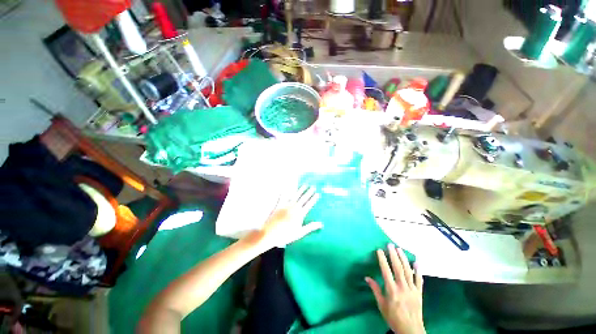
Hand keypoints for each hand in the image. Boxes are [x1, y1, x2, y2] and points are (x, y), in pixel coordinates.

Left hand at [256, 185, 322, 249]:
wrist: (270, 233)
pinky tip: (285, 189)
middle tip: (313, 187)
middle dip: (308, 192)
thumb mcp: (299, 233)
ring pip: (295, 196)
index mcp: (300, 214)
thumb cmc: (285, 235)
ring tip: (304, 185)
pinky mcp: (278, 205)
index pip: (309, 204)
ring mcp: (286, 205)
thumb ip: (310, 227)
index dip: (313, 199)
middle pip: (303, 198)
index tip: (317, 193)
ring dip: (300, 190)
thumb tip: (321, 224)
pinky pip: (282, 197)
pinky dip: (284, 193)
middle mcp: (293, 207)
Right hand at [366, 244, 424, 333]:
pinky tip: (417, 262)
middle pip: (398, 268)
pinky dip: (418, 270)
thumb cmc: (393, 318)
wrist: (411, 330)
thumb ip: (375, 290)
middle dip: (394, 255)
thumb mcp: (381, 305)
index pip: (386, 271)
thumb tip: (367, 278)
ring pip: (408, 271)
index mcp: (392, 290)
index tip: (379, 250)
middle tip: (390, 245)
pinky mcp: (419, 293)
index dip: (382, 260)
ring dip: (404, 259)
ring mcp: (412, 289)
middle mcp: (402, 287)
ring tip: (400, 249)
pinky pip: (419, 280)